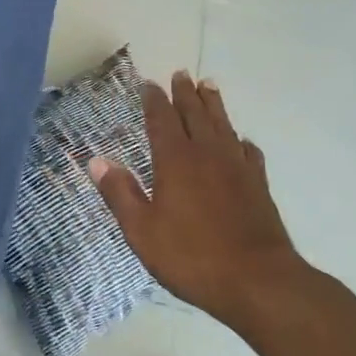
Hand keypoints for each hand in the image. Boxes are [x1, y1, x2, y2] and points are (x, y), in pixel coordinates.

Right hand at [88, 73, 305, 332]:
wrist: (259, 282)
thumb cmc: (192, 257)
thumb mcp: (142, 231)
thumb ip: (120, 193)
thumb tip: (97, 161)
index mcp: (175, 160)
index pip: (161, 119)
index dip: (154, 100)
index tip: (149, 83)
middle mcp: (207, 154)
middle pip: (195, 114)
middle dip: (185, 93)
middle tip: (181, 73)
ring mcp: (237, 168)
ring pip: (223, 125)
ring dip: (214, 104)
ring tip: (209, 86)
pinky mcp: (259, 185)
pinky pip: (249, 152)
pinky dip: (241, 140)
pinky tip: (240, 141)